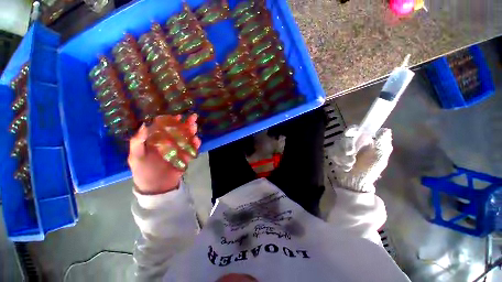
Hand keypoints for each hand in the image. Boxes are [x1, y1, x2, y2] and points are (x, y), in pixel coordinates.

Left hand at [128, 114, 200, 194]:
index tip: (177, 116)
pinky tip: (197, 140)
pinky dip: (195, 145)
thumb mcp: (136, 157)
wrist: (156, 188)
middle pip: (179, 131)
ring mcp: (178, 150)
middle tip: (193, 117)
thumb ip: (137, 142)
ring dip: (191, 132)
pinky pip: (191, 149)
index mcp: (157, 141)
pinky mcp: (185, 157)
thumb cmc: (143, 171)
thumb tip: (144, 125)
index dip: (171, 121)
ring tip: (194, 127)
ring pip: (187, 139)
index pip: (165, 127)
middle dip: (186, 124)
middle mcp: (169, 143)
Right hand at [328, 126, 392, 192]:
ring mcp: (341, 149)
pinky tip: (344, 166)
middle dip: (346, 147)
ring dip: (343, 156)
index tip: (350, 135)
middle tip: (350, 156)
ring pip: (336, 145)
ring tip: (350, 165)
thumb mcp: (379, 158)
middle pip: (343, 137)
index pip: (354, 130)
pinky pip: (332, 152)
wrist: (356, 182)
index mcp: (362, 141)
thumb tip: (385, 130)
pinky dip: (338, 160)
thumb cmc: (369, 170)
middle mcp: (351, 143)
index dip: (351, 131)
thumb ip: (382, 144)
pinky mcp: (334, 154)